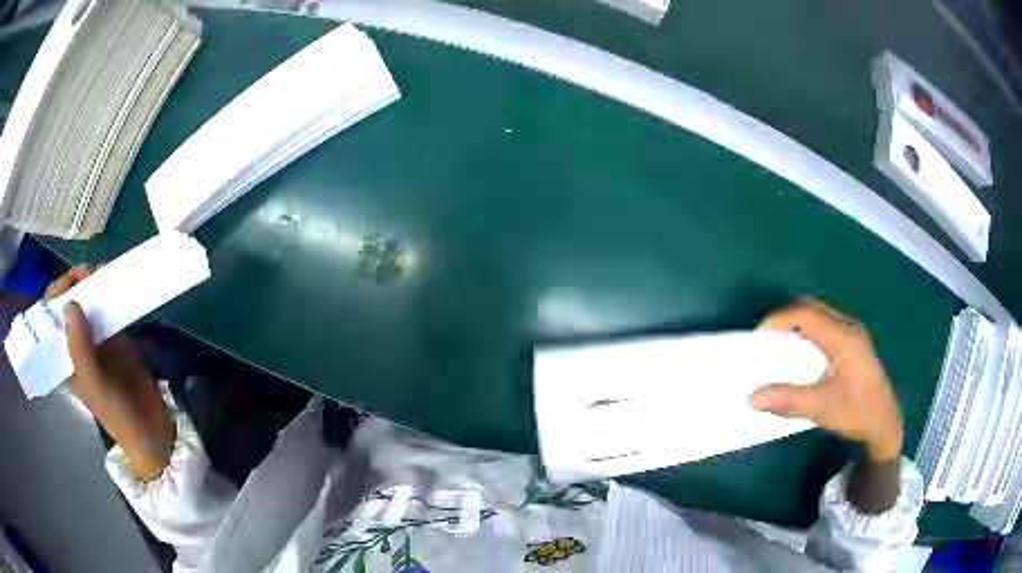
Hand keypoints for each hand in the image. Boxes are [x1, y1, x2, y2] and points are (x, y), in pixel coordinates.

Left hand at [48, 266, 175, 480]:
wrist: (148, 425)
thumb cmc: (115, 411)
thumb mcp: (94, 383)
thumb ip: (80, 347)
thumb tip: (70, 302)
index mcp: (63, 357)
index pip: (50, 319)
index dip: (56, 296)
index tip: (71, 283)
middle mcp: (74, 344)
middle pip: (66, 304)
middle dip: (73, 284)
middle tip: (88, 273)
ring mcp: (94, 338)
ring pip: (85, 301)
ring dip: (89, 283)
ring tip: (100, 272)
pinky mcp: (112, 335)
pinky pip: (104, 306)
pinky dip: (106, 290)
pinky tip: (111, 278)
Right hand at [749, 299, 902, 461]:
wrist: (886, 423)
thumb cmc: (858, 412)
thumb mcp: (823, 408)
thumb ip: (788, 400)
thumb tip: (752, 398)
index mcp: (843, 337)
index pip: (805, 313)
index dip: (778, 320)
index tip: (758, 339)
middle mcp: (848, 327)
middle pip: (811, 308)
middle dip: (784, 320)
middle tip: (765, 342)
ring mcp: (852, 334)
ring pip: (818, 316)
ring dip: (796, 326)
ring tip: (779, 349)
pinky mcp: (853, 344)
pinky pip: (825, 327)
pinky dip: (807, 334)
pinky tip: (801, 357)